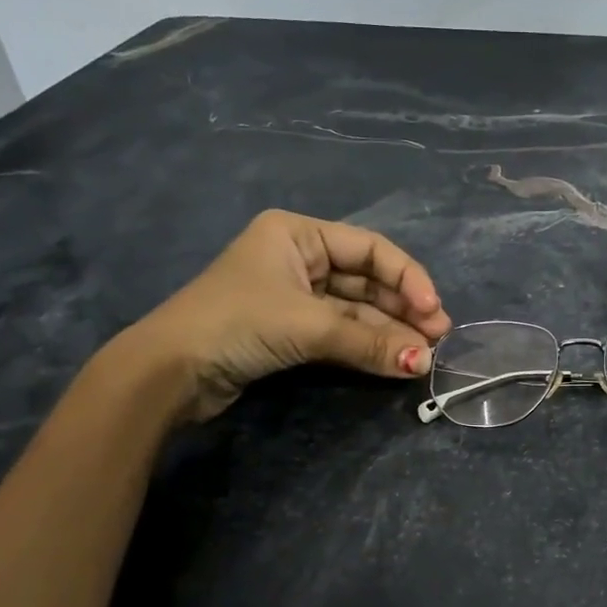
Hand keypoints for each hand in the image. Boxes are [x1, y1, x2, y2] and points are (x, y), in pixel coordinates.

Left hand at [120, 210, 452, 421]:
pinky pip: (340, 333)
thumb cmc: (237, 323)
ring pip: (356, 311)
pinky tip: (396, 361)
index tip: (433, 311)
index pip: (370, 249)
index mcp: (298, 234)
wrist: (168, 372)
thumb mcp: (308, 326)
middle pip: (367, 281)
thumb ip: (369, 342)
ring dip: (389, 333)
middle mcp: (300, 258)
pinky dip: (366, 346)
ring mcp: (295, 296)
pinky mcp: (290, 331)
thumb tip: (425, 364)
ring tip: (423, 357)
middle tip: (438, 338)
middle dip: (403, 310)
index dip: (408, 278)